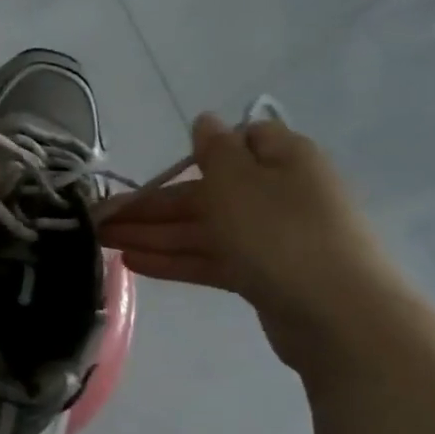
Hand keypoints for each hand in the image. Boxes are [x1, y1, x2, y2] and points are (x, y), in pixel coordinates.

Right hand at [96, 113, 412, 372]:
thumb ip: (214, 150)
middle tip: (98, 218)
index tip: (158, 169)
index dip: (196, 152)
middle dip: (151, 205)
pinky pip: (208, 259)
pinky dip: (172, 259)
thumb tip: (205, 119)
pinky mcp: (260, 274)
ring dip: (151, 233)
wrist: (336, 313)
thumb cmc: (280, 233)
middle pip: (205, 192)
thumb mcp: (238, 180)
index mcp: (282, 160)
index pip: (239, 142)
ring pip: (200, 229)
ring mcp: (269, 237)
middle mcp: (276, 194)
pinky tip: (132, 263)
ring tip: (101, 242)